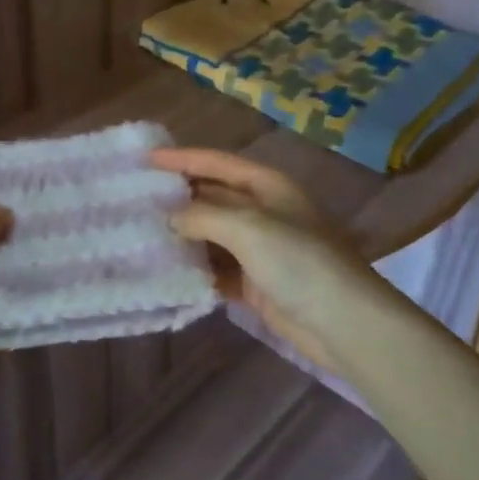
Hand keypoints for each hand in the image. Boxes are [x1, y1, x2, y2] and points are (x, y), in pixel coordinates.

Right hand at [151, 148, 387, 372]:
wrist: (343, 322)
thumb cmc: (298, 260)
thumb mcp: (247, 227)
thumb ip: (203, 215)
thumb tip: (170, 216)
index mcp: (267, 185)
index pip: (217, 163)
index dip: (182, 158)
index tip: (145, 158)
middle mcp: (263, 211)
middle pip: (212, 196)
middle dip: (177, 197)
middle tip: (135, 198)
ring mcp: (260, 248)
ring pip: (211, 234)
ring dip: (182, 235)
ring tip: (141, 234)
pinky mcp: (256, 282)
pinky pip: (217, 268)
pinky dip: (195, 269)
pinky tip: (166, 271)